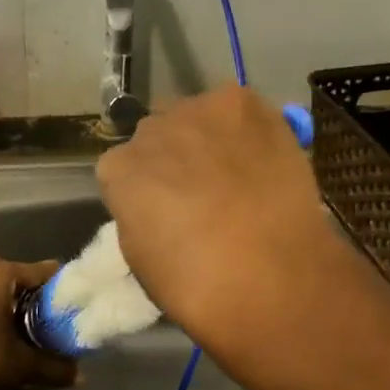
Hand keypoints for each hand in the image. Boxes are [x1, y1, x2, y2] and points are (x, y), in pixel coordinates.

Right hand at [95, 86, 335, 345]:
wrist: (271, 275)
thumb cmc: (199, 287)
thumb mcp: (142, 258)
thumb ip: (140, 213)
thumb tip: (158, 202)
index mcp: (118, 169)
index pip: (122, 166)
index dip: (146, 188)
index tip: (166, 209)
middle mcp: (151, 129)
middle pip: (158, 134)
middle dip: (174, 156)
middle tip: (203, 189)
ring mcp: (199, 111)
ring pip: (197, 116)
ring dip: (209, 137)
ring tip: (238, 171)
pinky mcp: (243, 103)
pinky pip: (238, 109)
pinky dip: (246, 128)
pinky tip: (261, 156)